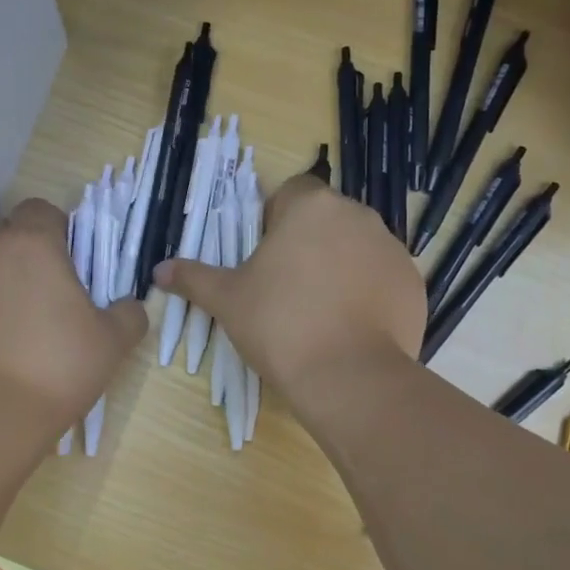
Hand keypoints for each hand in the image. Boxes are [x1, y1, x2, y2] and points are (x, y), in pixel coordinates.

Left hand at [0, 198, 147, 429]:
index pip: (40, 208)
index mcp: (33, 244)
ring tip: (30, 312)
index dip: (60, 226)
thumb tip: (131, 306)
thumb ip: (129, 313)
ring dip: (8, 274)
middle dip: (30, 246)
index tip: (76, 257)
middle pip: (9, 229)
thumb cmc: (61, 363)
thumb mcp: (113, 340)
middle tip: (55, 282)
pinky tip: (8, 334)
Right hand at [155, 176, 423, 401]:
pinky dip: (366, 293)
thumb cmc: (280, 324)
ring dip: (338, 266)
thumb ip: (193, 277)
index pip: (292, 192)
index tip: (264, 256)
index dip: (274, 220)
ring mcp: (392, 249)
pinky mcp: (412, 283)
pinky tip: (349, 326)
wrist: (348, 377)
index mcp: (312, 206)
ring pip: (355, 247)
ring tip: (318, 310)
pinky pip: (381, 277)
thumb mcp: (227, 300)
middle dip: (307, 244)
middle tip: (285, 287)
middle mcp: (358, 215)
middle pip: (325, 219)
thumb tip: (157, 270)